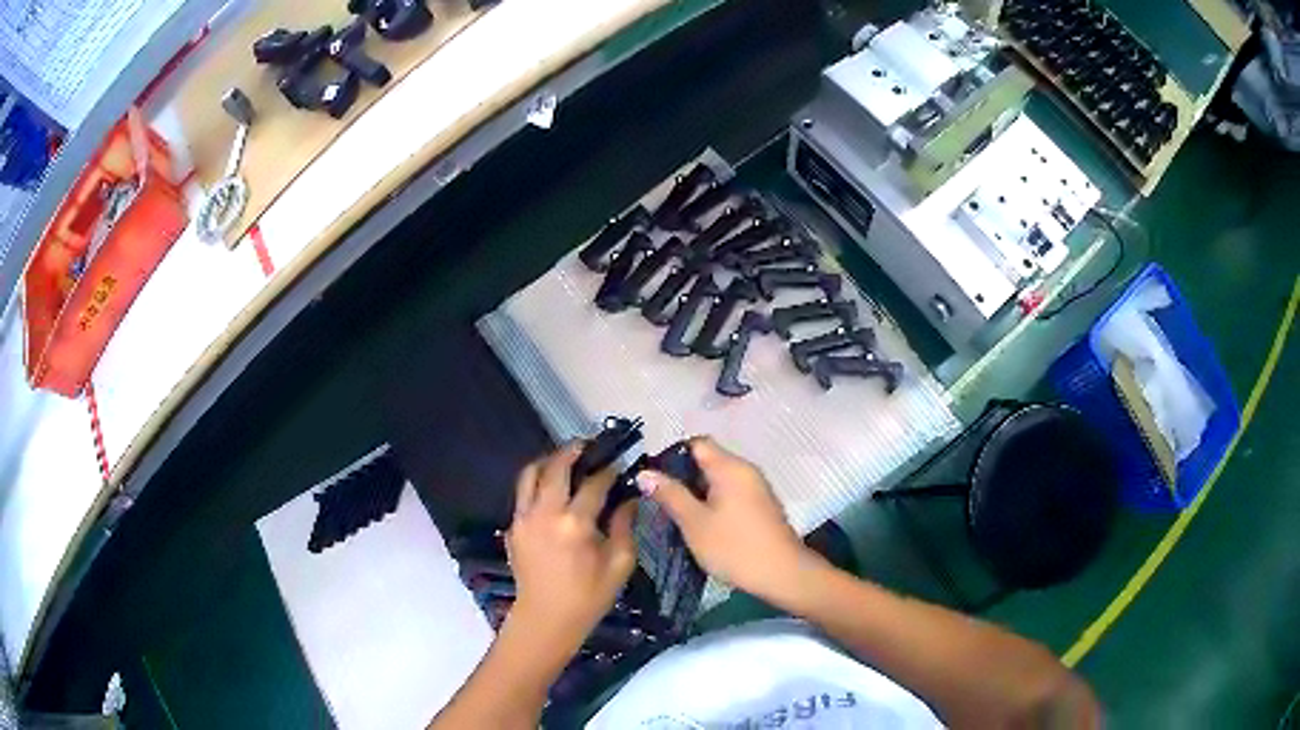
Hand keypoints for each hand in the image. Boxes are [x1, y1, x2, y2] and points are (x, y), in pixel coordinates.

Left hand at [504, 444, 638, 658]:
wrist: (546, 619)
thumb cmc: (589, 596)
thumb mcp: (619, 564)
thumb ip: (624, 526)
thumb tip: (629, 499)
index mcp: (575, 523)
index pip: (594, 484)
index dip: (609, 470)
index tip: (619, 463)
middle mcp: (545, 513)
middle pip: (555, 467)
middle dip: (573, 451)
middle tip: (587, 446)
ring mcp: (524, 518)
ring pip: (530, 474)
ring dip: (548, 461)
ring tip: (564, 459)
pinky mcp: (513, 527)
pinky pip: (523, 494)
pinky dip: (536, 483)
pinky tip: (551, 490)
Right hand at [636, 438, 816, 602]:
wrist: (783, 574)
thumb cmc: (735, 547)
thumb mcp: (694, 523)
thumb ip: (670, 495)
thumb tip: (645, 473)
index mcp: (730, 467)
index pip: (696, 443)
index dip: (671, 456)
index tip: (653, 481)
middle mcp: (746, 470)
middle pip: (707, 461)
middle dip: (682, 478)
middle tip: (659, 502)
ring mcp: (756, 488)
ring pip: (718, 480)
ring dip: (697, 494)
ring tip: (676, 516)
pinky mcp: (761, 507)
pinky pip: (731, 494)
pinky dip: (713, 504)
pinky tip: (702, 526)